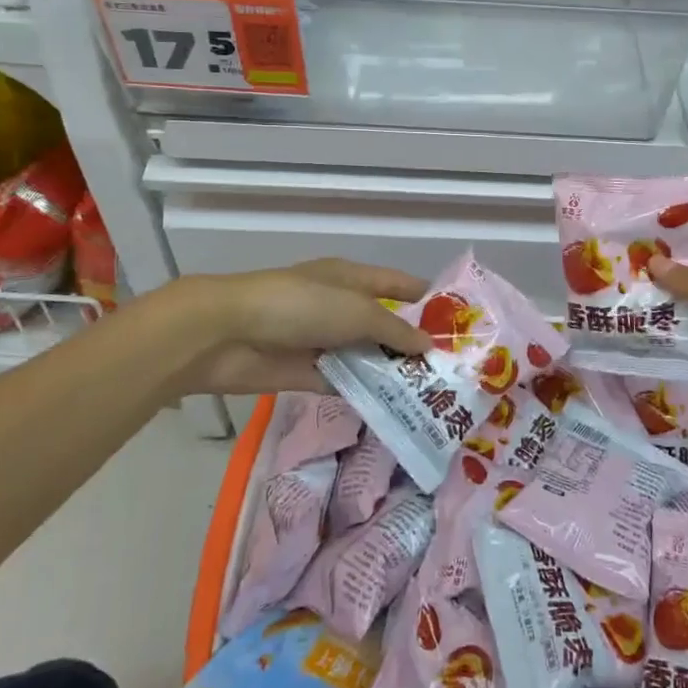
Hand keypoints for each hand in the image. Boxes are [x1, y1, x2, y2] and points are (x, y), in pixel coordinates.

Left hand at [175, 258, 431, 396]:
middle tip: (452, 370)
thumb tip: (428, 345)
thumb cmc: (299, 306)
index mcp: (352, 278)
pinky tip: (393, 409)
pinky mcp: (306, 372)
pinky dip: (363, 393)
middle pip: (384, 324)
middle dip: (412, 343)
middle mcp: (339, 306)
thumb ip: (393, 329)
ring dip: (390, 372)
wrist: (228, 334)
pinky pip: (343, 382)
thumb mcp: (355, 310)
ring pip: (365, 356)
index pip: (398, 284)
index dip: (427, 299)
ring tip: (430, 395)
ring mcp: (322, 340)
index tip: (459, 323)